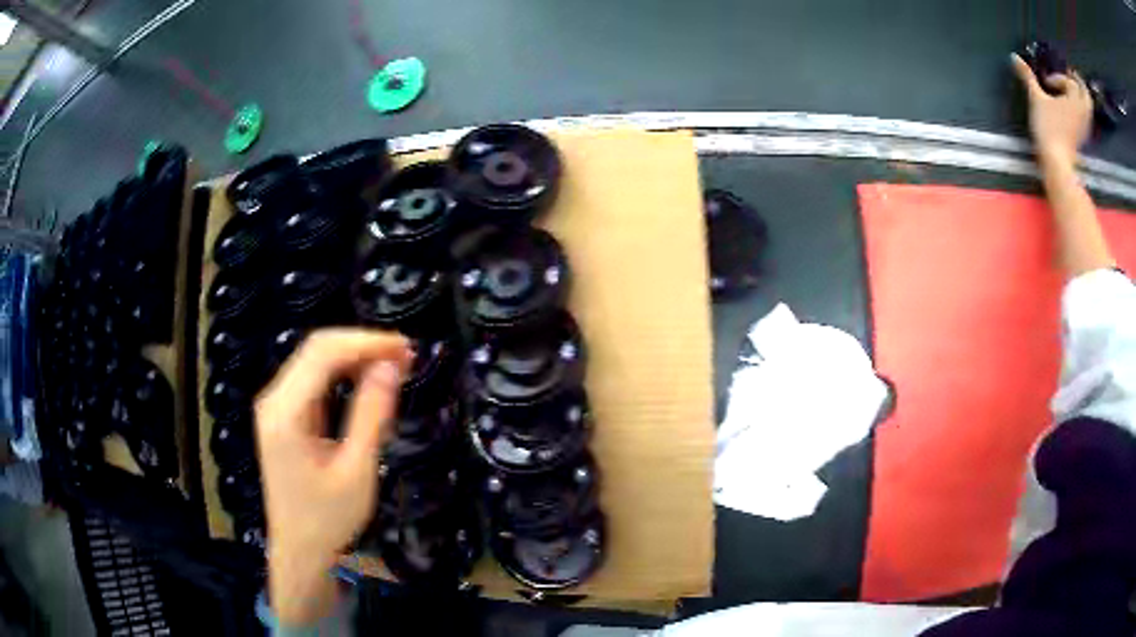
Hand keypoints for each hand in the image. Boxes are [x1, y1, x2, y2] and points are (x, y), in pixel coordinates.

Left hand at [256, 328, 410, 624]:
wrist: (299, 550)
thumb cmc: (327, 519)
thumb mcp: (356, 471)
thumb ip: (372, 415)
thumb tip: (391, 366)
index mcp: (285, 411)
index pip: (323, 353)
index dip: (366, 342)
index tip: (406, 347)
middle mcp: (274, 399)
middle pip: (316, 349)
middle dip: (362, 345)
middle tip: (407, 356)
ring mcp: (276, 406)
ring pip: (315, 360)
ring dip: (354, 357)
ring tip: (395, 365)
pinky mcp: (284, 416)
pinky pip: (313, 380)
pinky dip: (343, 374)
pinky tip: (368, 381)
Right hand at [1011, 53, 1093, 165]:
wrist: (1058, 163)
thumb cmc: (1048, 128)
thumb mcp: (1036, 98)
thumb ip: (1028, 77)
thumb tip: (1014, 56)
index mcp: (1074, 100)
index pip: (1069, 82)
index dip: (1058, 78)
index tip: (1047, 82)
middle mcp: (1083, 112)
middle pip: (1086, 94)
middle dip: (1079, 83)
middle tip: (1071, 75)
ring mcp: (1085, 127)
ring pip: (1088, 107)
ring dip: (1082, 96)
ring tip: (1073, 91)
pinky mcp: (1084, 138)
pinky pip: (1087, 119)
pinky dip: (1082, 110)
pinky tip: (1075, 109)